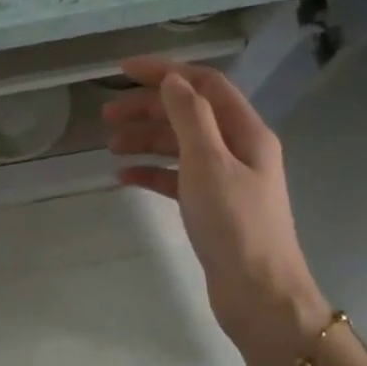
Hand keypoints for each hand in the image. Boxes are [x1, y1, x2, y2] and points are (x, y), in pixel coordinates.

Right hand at [104, 57, 328, 365]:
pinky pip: (177, 178)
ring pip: (181, 146)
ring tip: (111, 146)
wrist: (259, 294)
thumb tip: (173, 79)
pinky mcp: (212, 207)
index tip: (123, 71)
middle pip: (190, 113)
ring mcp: (226, 179)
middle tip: (107, 115)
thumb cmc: (234, 225)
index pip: (205, 85)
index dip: (165, 72)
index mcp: (246, 132)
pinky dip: (152, 172)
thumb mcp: (209, 164)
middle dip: (149, 108)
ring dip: (147, 139)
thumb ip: (190, 117)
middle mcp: (239, 149)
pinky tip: (125, 177)